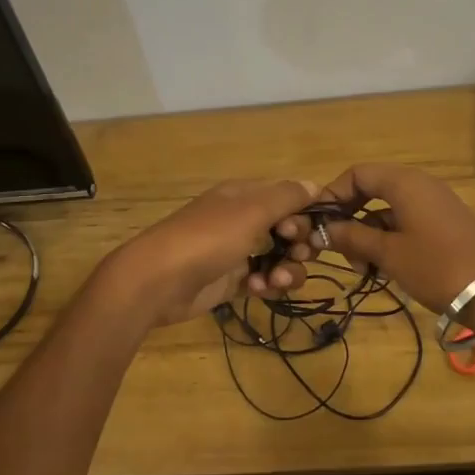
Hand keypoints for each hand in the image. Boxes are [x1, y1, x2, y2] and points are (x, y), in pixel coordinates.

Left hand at [91, 178, 317, 327]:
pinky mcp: (230, 281)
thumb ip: (286, 197)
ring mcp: (236, 252)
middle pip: (286, 229)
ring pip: (278, 258)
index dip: (303, 214)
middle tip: (297, 255)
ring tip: (276, 280)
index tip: (303, 230)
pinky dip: (266, 285)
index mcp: (244, 195)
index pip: (287, 198)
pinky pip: (262, 281)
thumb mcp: (251, 211)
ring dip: (287, 269)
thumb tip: (316, 184)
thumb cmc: (208, 238)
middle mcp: (242, 220)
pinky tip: (258, 289)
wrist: (158, 281)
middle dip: (299, 244)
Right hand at [315, 163, 474, 313]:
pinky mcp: (443, 223)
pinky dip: (388, 238)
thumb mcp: (388, 253)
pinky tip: (383, 268)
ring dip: (368, 233)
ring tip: (362, 268)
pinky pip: (405, 220)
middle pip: (370, 189)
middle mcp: (418, 184)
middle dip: (350, 218)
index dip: (333, 195)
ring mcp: (433, 203)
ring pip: (386, 209)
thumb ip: (351, 237)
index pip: (356, 174)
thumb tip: (321, 230)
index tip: (319, 224)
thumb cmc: (436, 266)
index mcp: (403, 182)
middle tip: (341, 251)